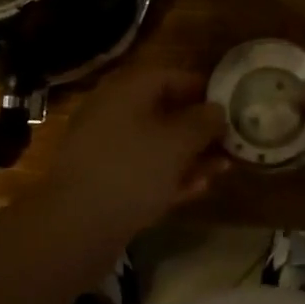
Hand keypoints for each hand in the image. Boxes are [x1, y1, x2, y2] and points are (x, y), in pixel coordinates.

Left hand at [44, 66, 228, 238]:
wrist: (74, 228)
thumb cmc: (131, 170)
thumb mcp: (177, 142)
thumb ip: (203, 122)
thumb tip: (217, 109)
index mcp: (127, 89)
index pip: (171, 76)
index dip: (202, 88)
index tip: (230, 105)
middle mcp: (113, 110)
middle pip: (164, 110)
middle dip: (199, 127)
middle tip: (230, 142)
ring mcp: (105, 147)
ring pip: (156, 143)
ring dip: (189, 155)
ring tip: (222, 168)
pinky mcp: (103, 181)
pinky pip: (143, 169)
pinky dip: (169, 175)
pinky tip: (197, 189)